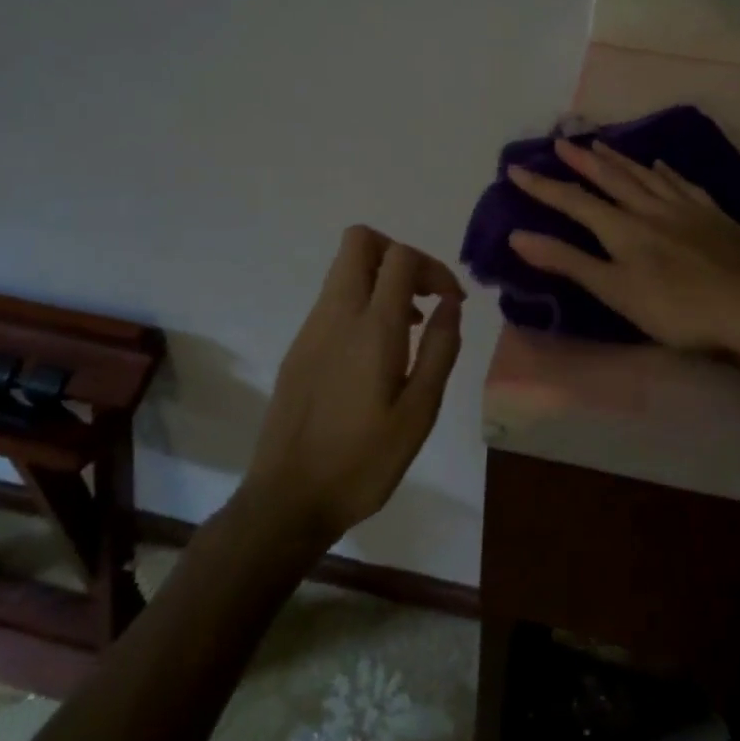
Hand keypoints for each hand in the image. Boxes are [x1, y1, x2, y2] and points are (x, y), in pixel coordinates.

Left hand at [241, 226, 463, 545]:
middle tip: (423, 294)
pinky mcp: (298, 347)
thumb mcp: (419, 412)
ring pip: (344, 270)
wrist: (287, 499)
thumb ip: (439, 349)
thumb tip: (450, 303)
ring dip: (381, 280)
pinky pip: (333, 300)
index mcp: (371, 329)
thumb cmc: (363, 461)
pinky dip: (362, 303)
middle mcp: (336, 315)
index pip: (400, 257)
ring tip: (409, 328)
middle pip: (360, 241)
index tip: (452, 301)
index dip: (434, 267)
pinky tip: (377, 353)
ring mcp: (311, 329)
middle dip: (399, 254)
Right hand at [507, 139, 739, 351]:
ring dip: (619, 159)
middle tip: (561, 141)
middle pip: (611, 178)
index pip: (574, 202)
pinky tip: (662, 164)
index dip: (543, 186)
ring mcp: (685, 208)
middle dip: (582, 160)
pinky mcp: (714, 215)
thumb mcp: (615, 291)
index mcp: (622, 229)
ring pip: (645, 175)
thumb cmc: (676, 308)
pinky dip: (667, 172)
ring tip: (601, 143)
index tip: (516, 168)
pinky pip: (683, 184)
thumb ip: (568, 262)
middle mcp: (650, 209)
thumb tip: (518, 235)